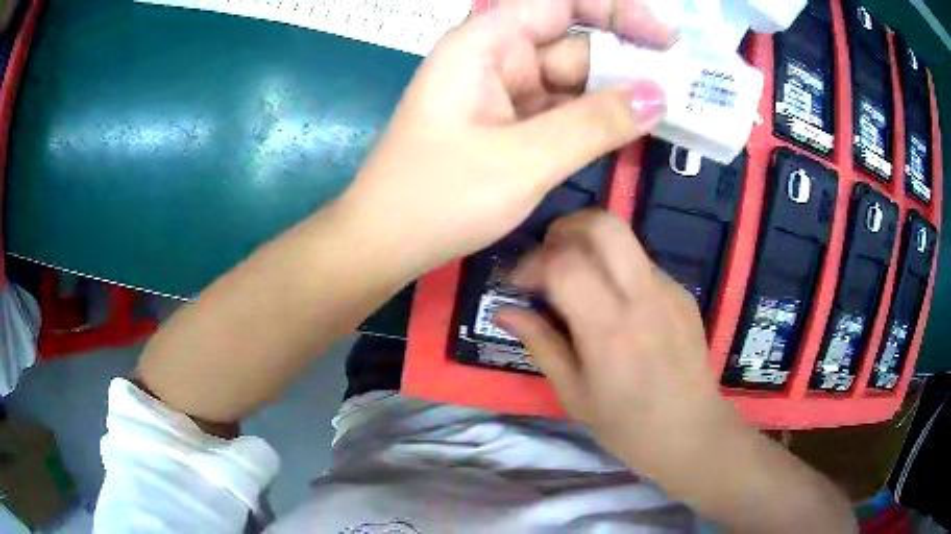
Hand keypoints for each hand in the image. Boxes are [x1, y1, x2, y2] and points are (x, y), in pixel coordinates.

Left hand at [339, 0, 673, 274]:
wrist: (384, 242)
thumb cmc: (438, 197)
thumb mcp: (523, 160)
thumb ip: (594, 124)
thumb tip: (658, 96)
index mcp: (486, 44)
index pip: (560, 3)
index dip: (617, 11)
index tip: (665, 36)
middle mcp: (495, 58)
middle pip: (573, 43)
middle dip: (628, 61)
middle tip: (685, 84)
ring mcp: (502, 92)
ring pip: (572, 80)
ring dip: (617, 94)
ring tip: (674, 108)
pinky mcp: (507, 124)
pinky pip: (561, 110)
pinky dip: (595, 119)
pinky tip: (633, 128)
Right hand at [497, 210, 746, 478]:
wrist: (692, 433)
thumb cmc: (627, 426)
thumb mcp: (574, 393)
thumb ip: (541, 344)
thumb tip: (504, 310)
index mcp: (610, 329)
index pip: (565, 263)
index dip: (532, 262)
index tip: (520, 284)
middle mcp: (643, 297)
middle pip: (603, 224)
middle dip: (565, 228)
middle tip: (549, 259)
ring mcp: (669, 290)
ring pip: (624, 239)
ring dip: (591, 247)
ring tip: (578, 283)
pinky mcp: (683, 293)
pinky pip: (641, 264)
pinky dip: (616, 269)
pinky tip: (614, 306)